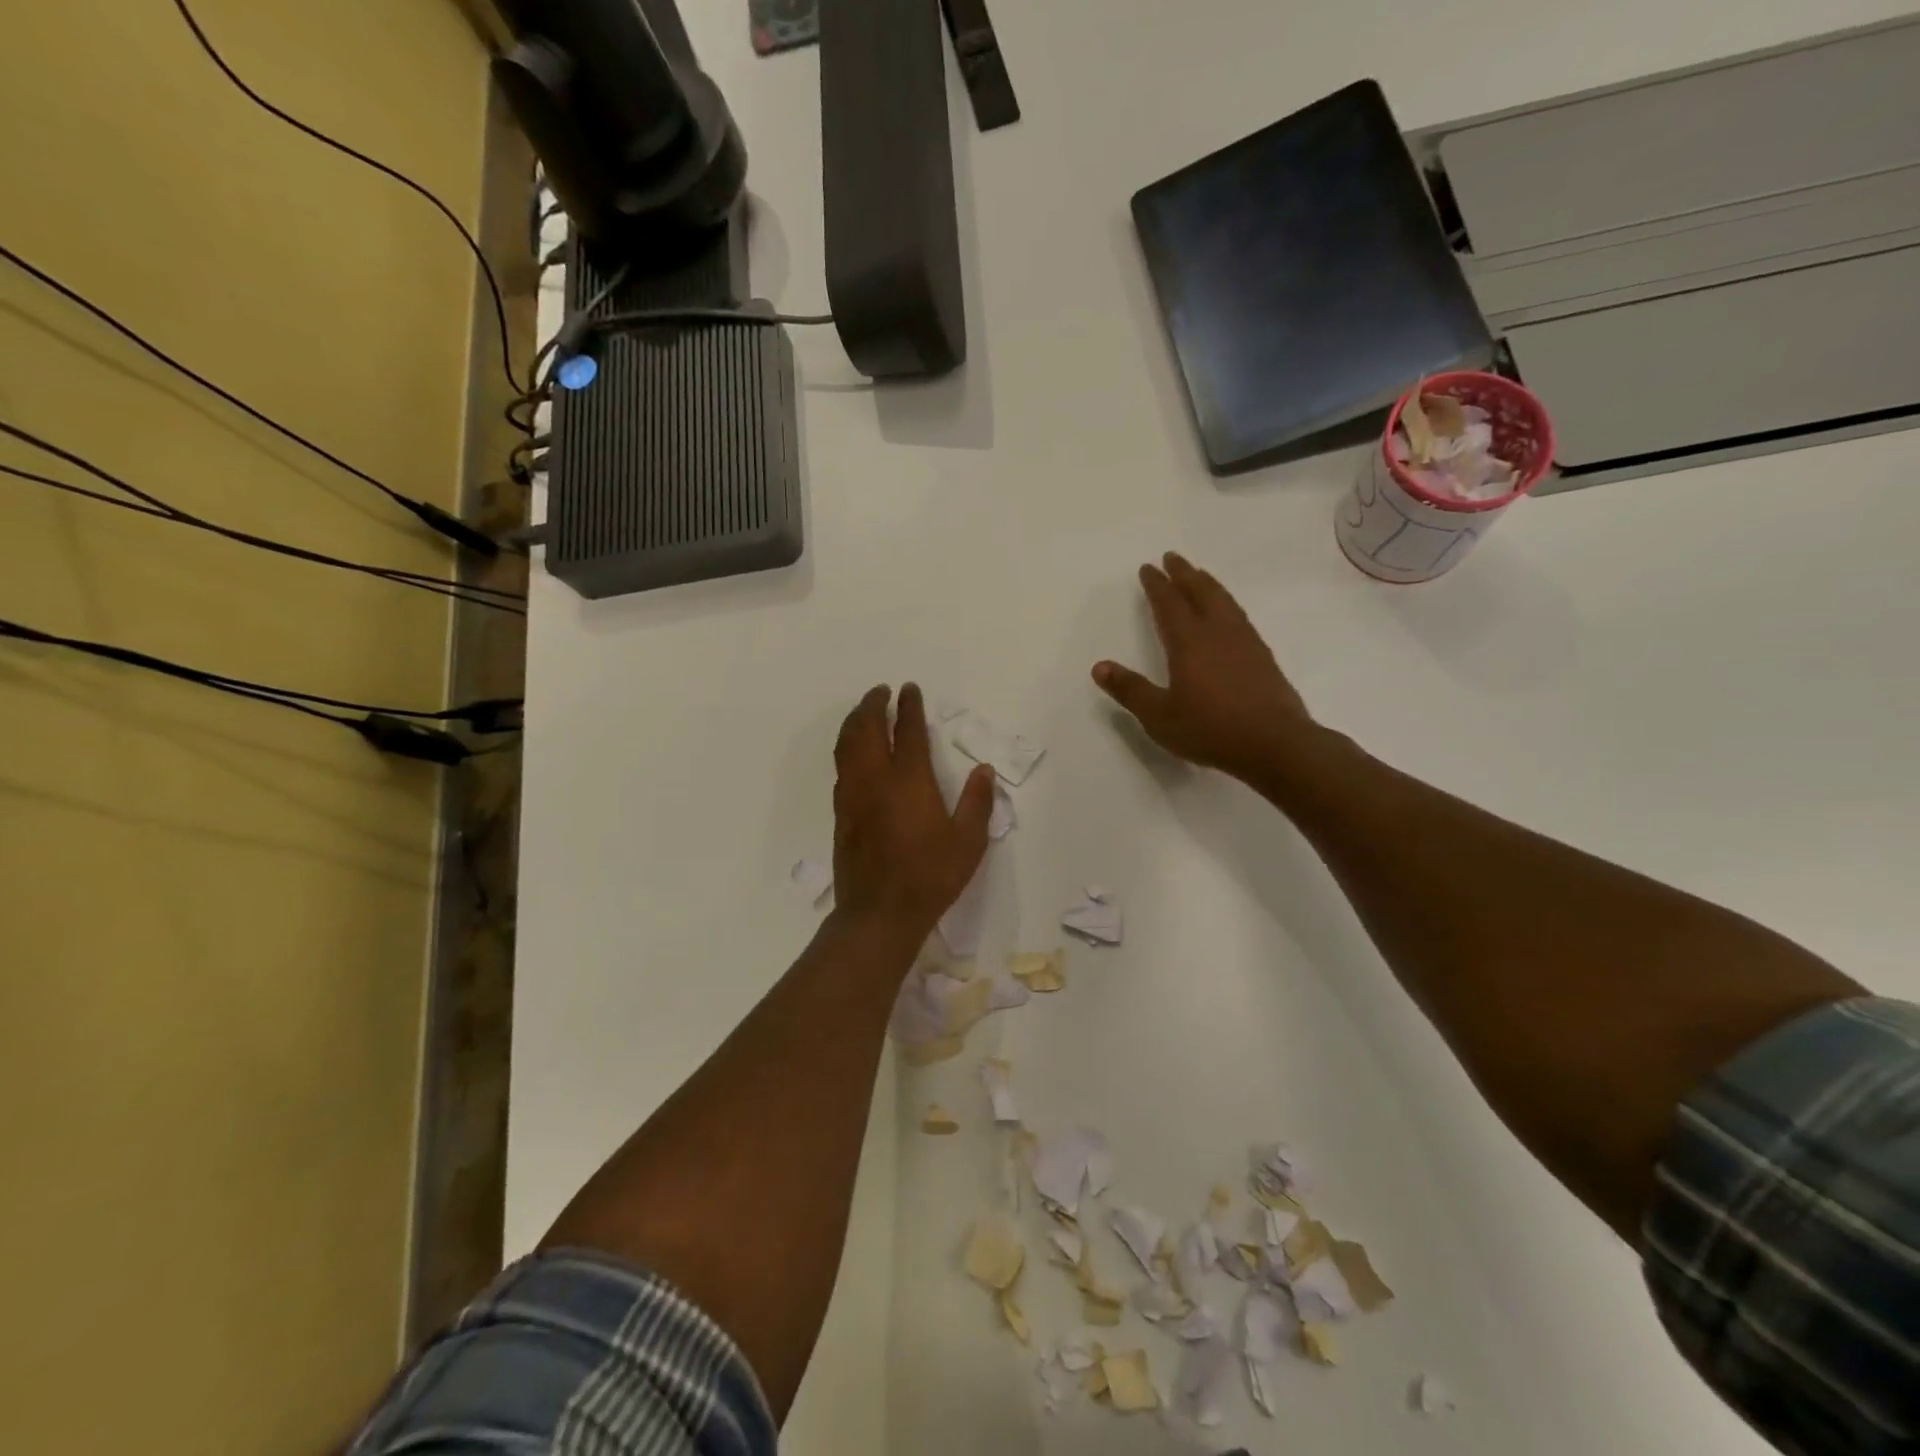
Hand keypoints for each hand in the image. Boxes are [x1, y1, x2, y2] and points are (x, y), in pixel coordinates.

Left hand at [832, 683, 994, 942]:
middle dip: (873, 705)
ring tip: (863, 712)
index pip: (907, 731)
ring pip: (847, 746)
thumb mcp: (968, 842)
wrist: (879, 913)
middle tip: (880, 692)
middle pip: (866, 729)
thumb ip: (977, 802)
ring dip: (854, 722)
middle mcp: (876, 779)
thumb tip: (984, 771)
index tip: (909, 689)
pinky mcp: (841, 814)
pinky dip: (846, 749)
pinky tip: (853, 753)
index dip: (908, 707)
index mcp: (910, 781)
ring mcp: (854, 796)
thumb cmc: (930, 876)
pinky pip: (840, 768)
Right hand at [1093, 553, 1314, 783]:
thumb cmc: (1210, 729)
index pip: (1169, 605)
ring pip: (1224, 601)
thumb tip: (1099, 667)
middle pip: (1200, 592)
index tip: (1148, 568)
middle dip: (1184, 574)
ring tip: (1199, 575)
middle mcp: (1218, 633)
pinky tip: (1228, 613)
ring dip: (1208, 584)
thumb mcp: (1159, 716)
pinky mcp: (1263, 656)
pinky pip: (1239, 616)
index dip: (1157, 585)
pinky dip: (1227, 603)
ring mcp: (1245, 642)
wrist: (1274, 743)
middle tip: (1173, 557)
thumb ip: (1130, 690)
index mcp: (1189, 643)